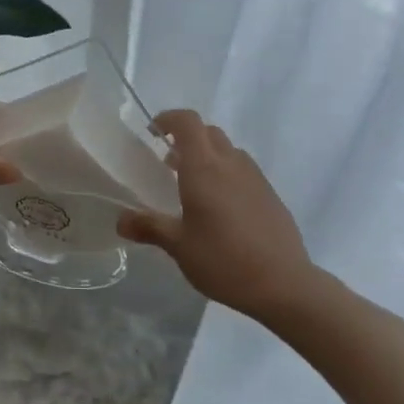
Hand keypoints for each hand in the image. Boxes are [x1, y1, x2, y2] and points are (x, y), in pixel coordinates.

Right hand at [118, 110, 313, 317]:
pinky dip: (227, 175)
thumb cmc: (224, 260)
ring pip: (228, 151)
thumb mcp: (179, 246)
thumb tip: (120, 220)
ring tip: (195, 187)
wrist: (284, 284)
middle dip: (187, 139)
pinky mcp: (271, 195)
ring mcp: (255, 177)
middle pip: (208, 132)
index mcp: (204, 168)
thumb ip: (149, 227)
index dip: (168, 119)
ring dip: (209, 156)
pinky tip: (222, 209)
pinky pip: (244, 171)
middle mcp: (230, 163)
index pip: (187, 122)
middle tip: (169, 164)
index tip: (153, 133)